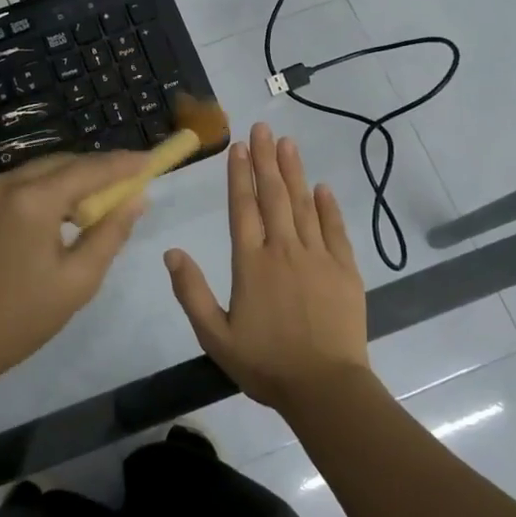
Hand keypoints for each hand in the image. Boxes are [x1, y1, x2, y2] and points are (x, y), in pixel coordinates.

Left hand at [0, 151, 149, 390]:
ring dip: (72, 180)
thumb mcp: (77, 281)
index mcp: (32, 200)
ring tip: (100, 203)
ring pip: (40, 171)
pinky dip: (46, 190)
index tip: (151, 160)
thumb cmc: (18, 319)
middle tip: (130, 184)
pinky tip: (62, 214)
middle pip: (63, 163)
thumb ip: (111, 233)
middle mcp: (4, 182)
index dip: (123, 164)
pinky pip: (20, 184)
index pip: (89, 169)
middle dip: (98, 170)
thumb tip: (137, 198)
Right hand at [165, 123, 372, 413]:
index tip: (238, 146)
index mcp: (251, 263)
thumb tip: (171, 251)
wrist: (325, 388)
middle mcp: (284, 250)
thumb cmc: (266, 364)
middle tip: (262, 128)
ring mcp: (318, 257)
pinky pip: (335, 229)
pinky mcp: (344, 270)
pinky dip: (328, 206)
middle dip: (266, 159)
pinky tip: (322, 187)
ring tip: (287, 143)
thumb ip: (191, 291)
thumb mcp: (215, 335)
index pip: (242, 208)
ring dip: (294, 172)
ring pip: (304, 205)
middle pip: (273, 196)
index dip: (238, 174)